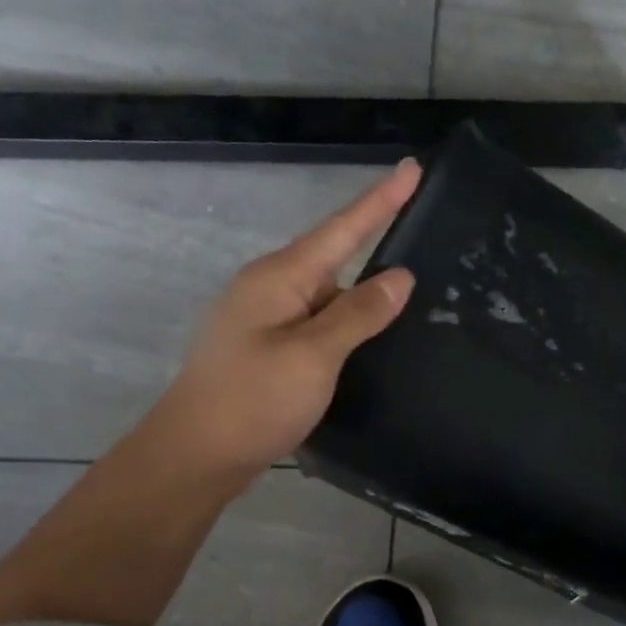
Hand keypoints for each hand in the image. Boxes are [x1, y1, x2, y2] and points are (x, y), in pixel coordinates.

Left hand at [151, 161, 419, 482]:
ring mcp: (268, 320)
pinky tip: (372, 342)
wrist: (197, 456)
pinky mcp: (271, 350)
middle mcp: (272, 289)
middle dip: (377, 250)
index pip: (342, 229)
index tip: (412, 169)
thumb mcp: (313, 355)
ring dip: (366, 301)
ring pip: (330, 298)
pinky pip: (320, 325)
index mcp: (280, 278)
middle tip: (428, 244)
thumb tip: (400, 277)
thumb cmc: (253, 400)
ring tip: (413, 305)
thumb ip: (359, 313)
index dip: (380, 200)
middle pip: (336, 260)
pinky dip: (349, 328)